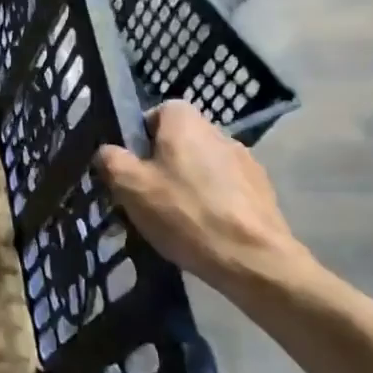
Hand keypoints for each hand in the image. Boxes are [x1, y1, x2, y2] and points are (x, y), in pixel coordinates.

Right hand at [95, 101, 318, 300]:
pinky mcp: (263, 192)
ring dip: (189, 184)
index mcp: (186, 122)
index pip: (158, 112)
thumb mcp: (129, 186)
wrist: (254, 260)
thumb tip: (108, 152)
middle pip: (180, 141)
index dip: (140, 136)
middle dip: (163, 163)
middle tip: (148, 196)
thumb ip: (111, 160)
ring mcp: (247, 163)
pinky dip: (213, 203)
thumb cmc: (185, 213)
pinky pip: (226, 189)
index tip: (133, 166)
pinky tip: (205, 231)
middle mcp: (219, 132)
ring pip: (203, 166)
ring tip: (177, 219)